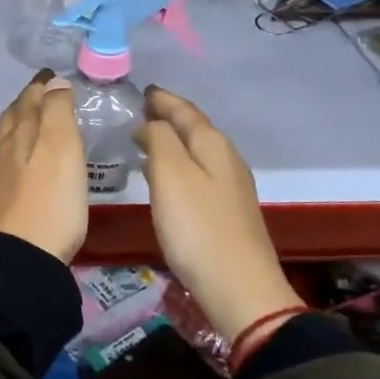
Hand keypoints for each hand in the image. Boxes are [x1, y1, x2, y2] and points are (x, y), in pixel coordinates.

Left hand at [0, 71, 87, 263]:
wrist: (24, 255)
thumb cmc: (51, 199)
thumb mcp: (61, 148)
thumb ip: (57, 112)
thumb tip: (53, 82)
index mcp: (22, 132)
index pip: (30, 98)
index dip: (41, 84)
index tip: (53, 74)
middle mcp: (8, 148)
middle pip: (15, 115)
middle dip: (29, 99)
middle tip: (45, 91)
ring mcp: (5, 174)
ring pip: (11, 136)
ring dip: (24, 121)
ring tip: (39, 119)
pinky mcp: (8, 197)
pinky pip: (13, 157)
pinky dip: (23, 145)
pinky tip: (33, 157)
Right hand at [136, 85, 303, 340]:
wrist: (239, 288)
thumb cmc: (198, 227)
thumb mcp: (170, 174)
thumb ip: (159, 139)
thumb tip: (150, 124)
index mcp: (213, 145)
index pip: (185, 110)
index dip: (162, 99)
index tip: (142, 90)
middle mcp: (226, 160)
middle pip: (195, 128)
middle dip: (168, 117)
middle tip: (140, 112)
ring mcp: (231, 187)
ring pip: (197, 152)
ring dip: (173, 142)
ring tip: (147, 140)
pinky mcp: (227, 212)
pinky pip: (199, 174)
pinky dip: (179, 165)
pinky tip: (166, 178)